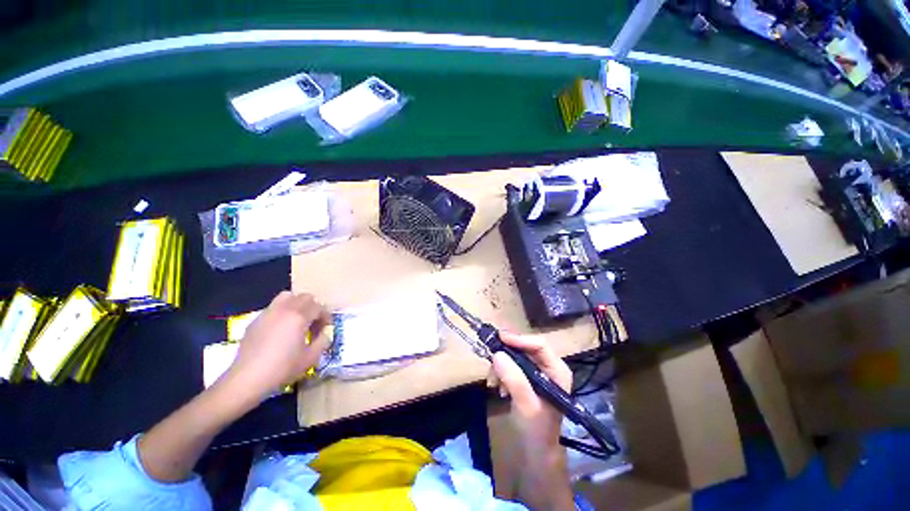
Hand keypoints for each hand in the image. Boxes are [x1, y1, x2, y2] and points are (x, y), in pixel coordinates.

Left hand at [225, 291, 330, 402]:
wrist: (247, 378)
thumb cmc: (282, 368)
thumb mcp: (311, 358)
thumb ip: (323, 341)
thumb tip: (324, 333)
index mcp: (299, 316)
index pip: (319, 307)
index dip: (326, 316)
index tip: (325, 328)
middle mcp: (284, 309)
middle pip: (305, 297)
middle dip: (313, 307)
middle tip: (313, 323)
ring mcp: (268, 313)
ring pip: (287, 297)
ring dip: (296, 305)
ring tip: (296, 321)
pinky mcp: (255, 321)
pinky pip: (273, 308)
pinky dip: (282, 313)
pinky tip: (279, 331)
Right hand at [492, 332, 571, 450]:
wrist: (536, 454)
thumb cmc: (537, 431)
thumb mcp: (526, 405)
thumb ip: (514, 379)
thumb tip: (497, 354)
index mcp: (557, 370)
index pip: (539, 345)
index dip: (519, 339)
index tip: (499, 339)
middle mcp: (549, 367)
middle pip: (526, 348)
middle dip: (507, 354)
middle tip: (491, 359)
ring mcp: (538, 372)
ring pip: (516, 356)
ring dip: (502, 366)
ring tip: (493, 382)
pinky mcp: (527, 379)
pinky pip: (511, 366)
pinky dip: (502, 373)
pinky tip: (498, 388)